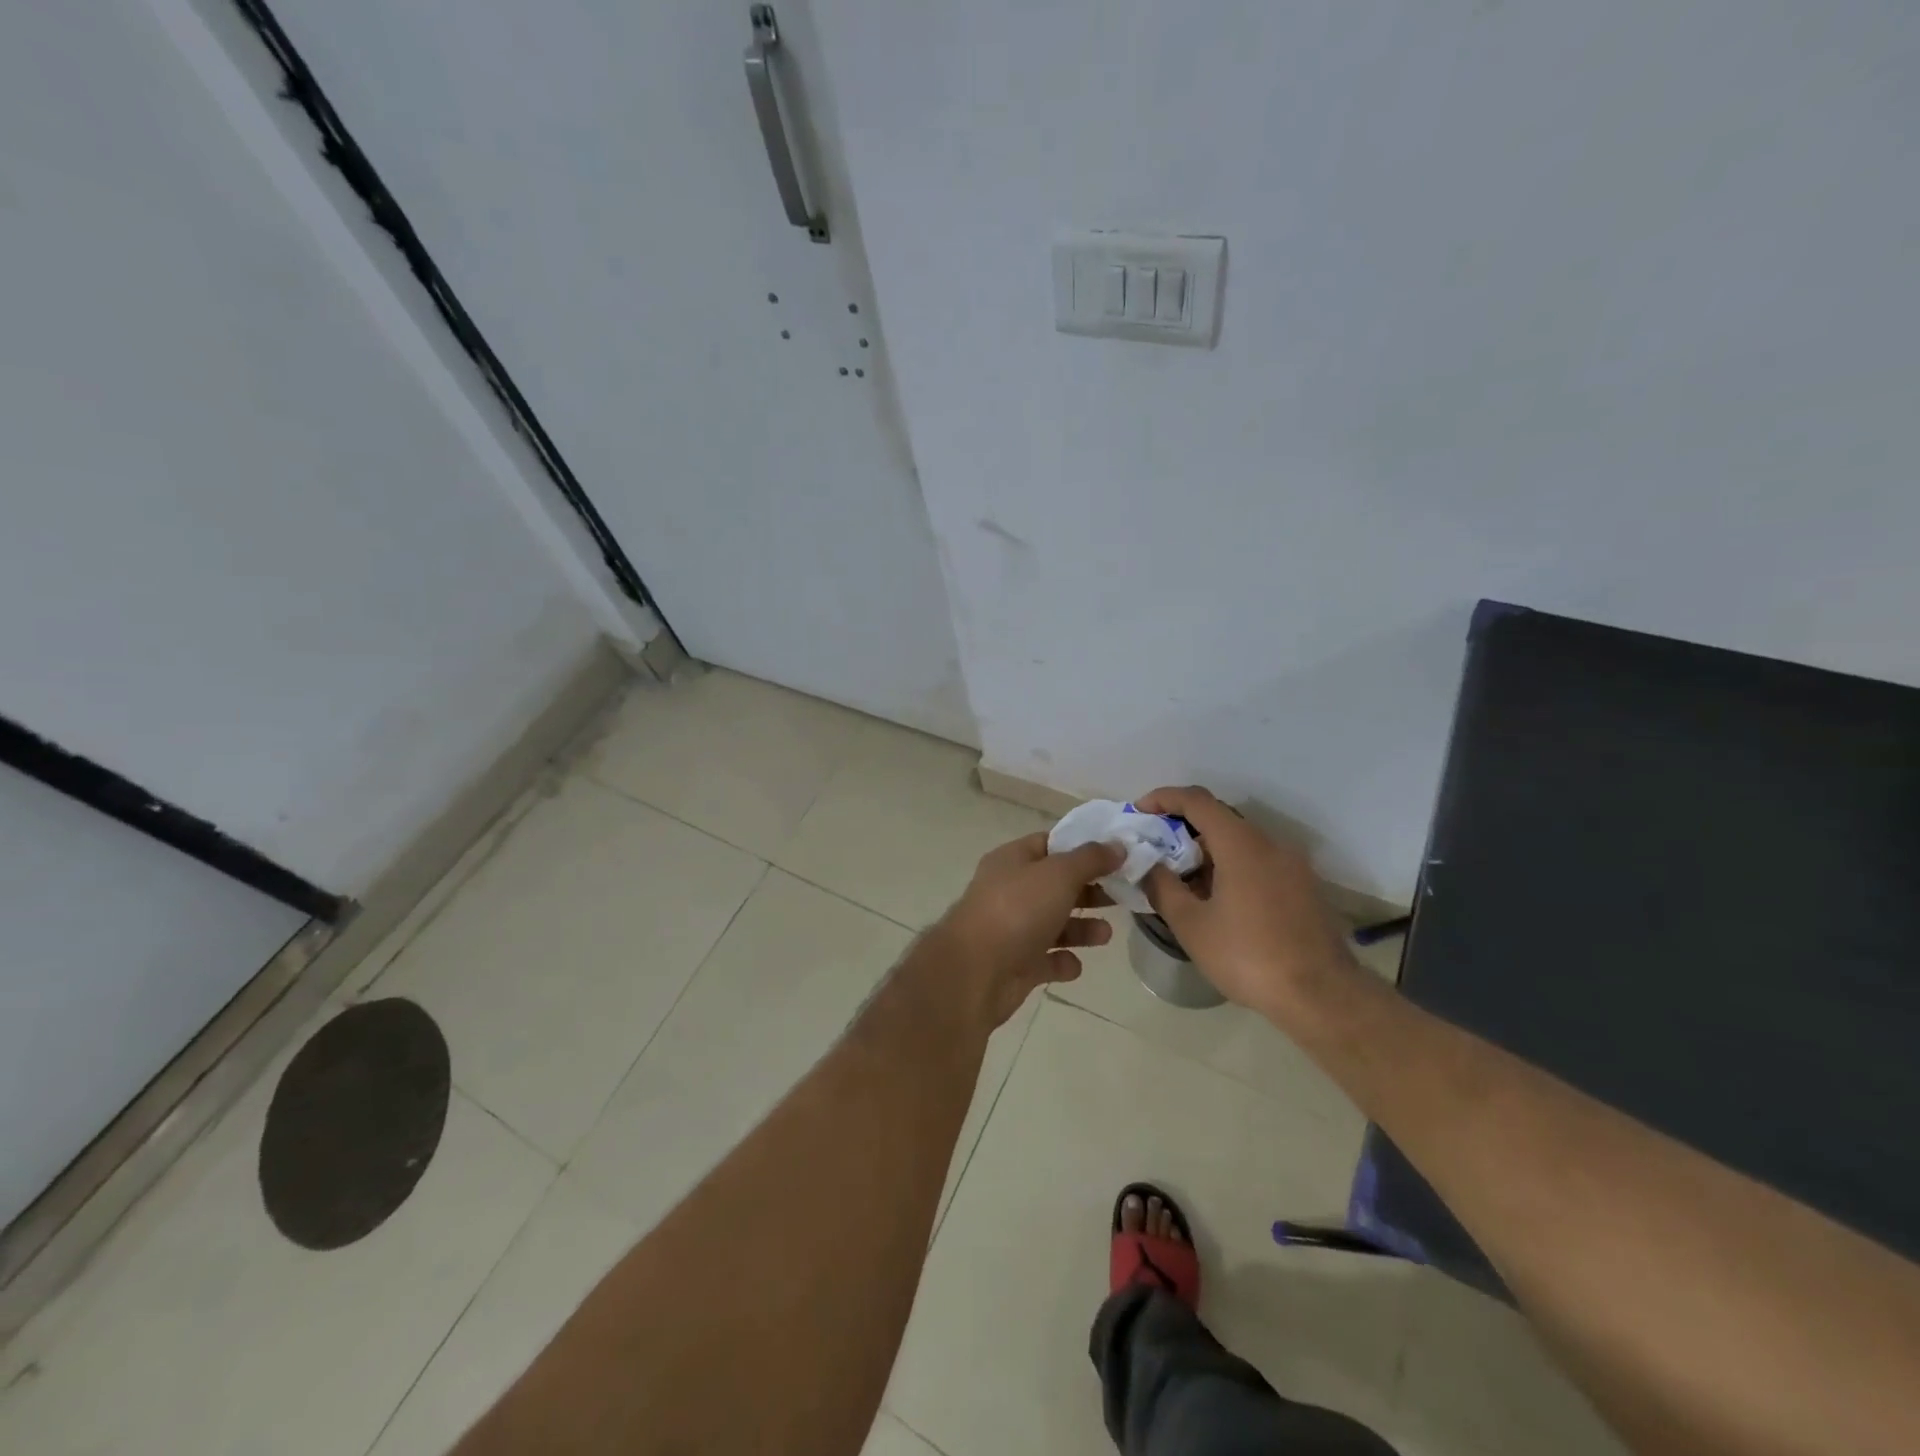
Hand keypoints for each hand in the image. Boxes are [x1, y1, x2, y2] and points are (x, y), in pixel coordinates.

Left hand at [933, 833, 1122, 1029]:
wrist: (974, 973)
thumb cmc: (1017, 911)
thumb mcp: (1058, 874)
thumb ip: (1091, 859)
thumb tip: (1118, 845)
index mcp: (1013, 860)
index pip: (1050, 844)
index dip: (1082, 847)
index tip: (1117, 855)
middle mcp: (1010, 891)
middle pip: (1056, 885)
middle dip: (1089, 890)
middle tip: (1122, 896)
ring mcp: (1011, 929)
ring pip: (1054, 924)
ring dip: (1081, 929)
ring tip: (1105, 934)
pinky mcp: (1015, 965)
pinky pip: (1046, 960)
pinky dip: (1062, 962)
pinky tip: (1074, 965)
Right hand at [1136, 786, 1357, 1017]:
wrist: (1322, 997)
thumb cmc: (1248, 957)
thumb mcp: (1191, 926)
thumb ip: (1163, 888)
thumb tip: (1148, 866)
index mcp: (1241, 844)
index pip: (1197, 800)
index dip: (1164, 798)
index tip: (1140, 812)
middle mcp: (1270, 844)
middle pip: (1220, 819)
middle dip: (1183, 829)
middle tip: (1156, 853)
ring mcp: (1293, 865)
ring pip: (1241, 843)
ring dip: (1208, 852)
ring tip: (1183, 883)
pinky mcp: (1304, 887)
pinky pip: (1259, 862)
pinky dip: (1232, 867)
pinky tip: (1218, 901)